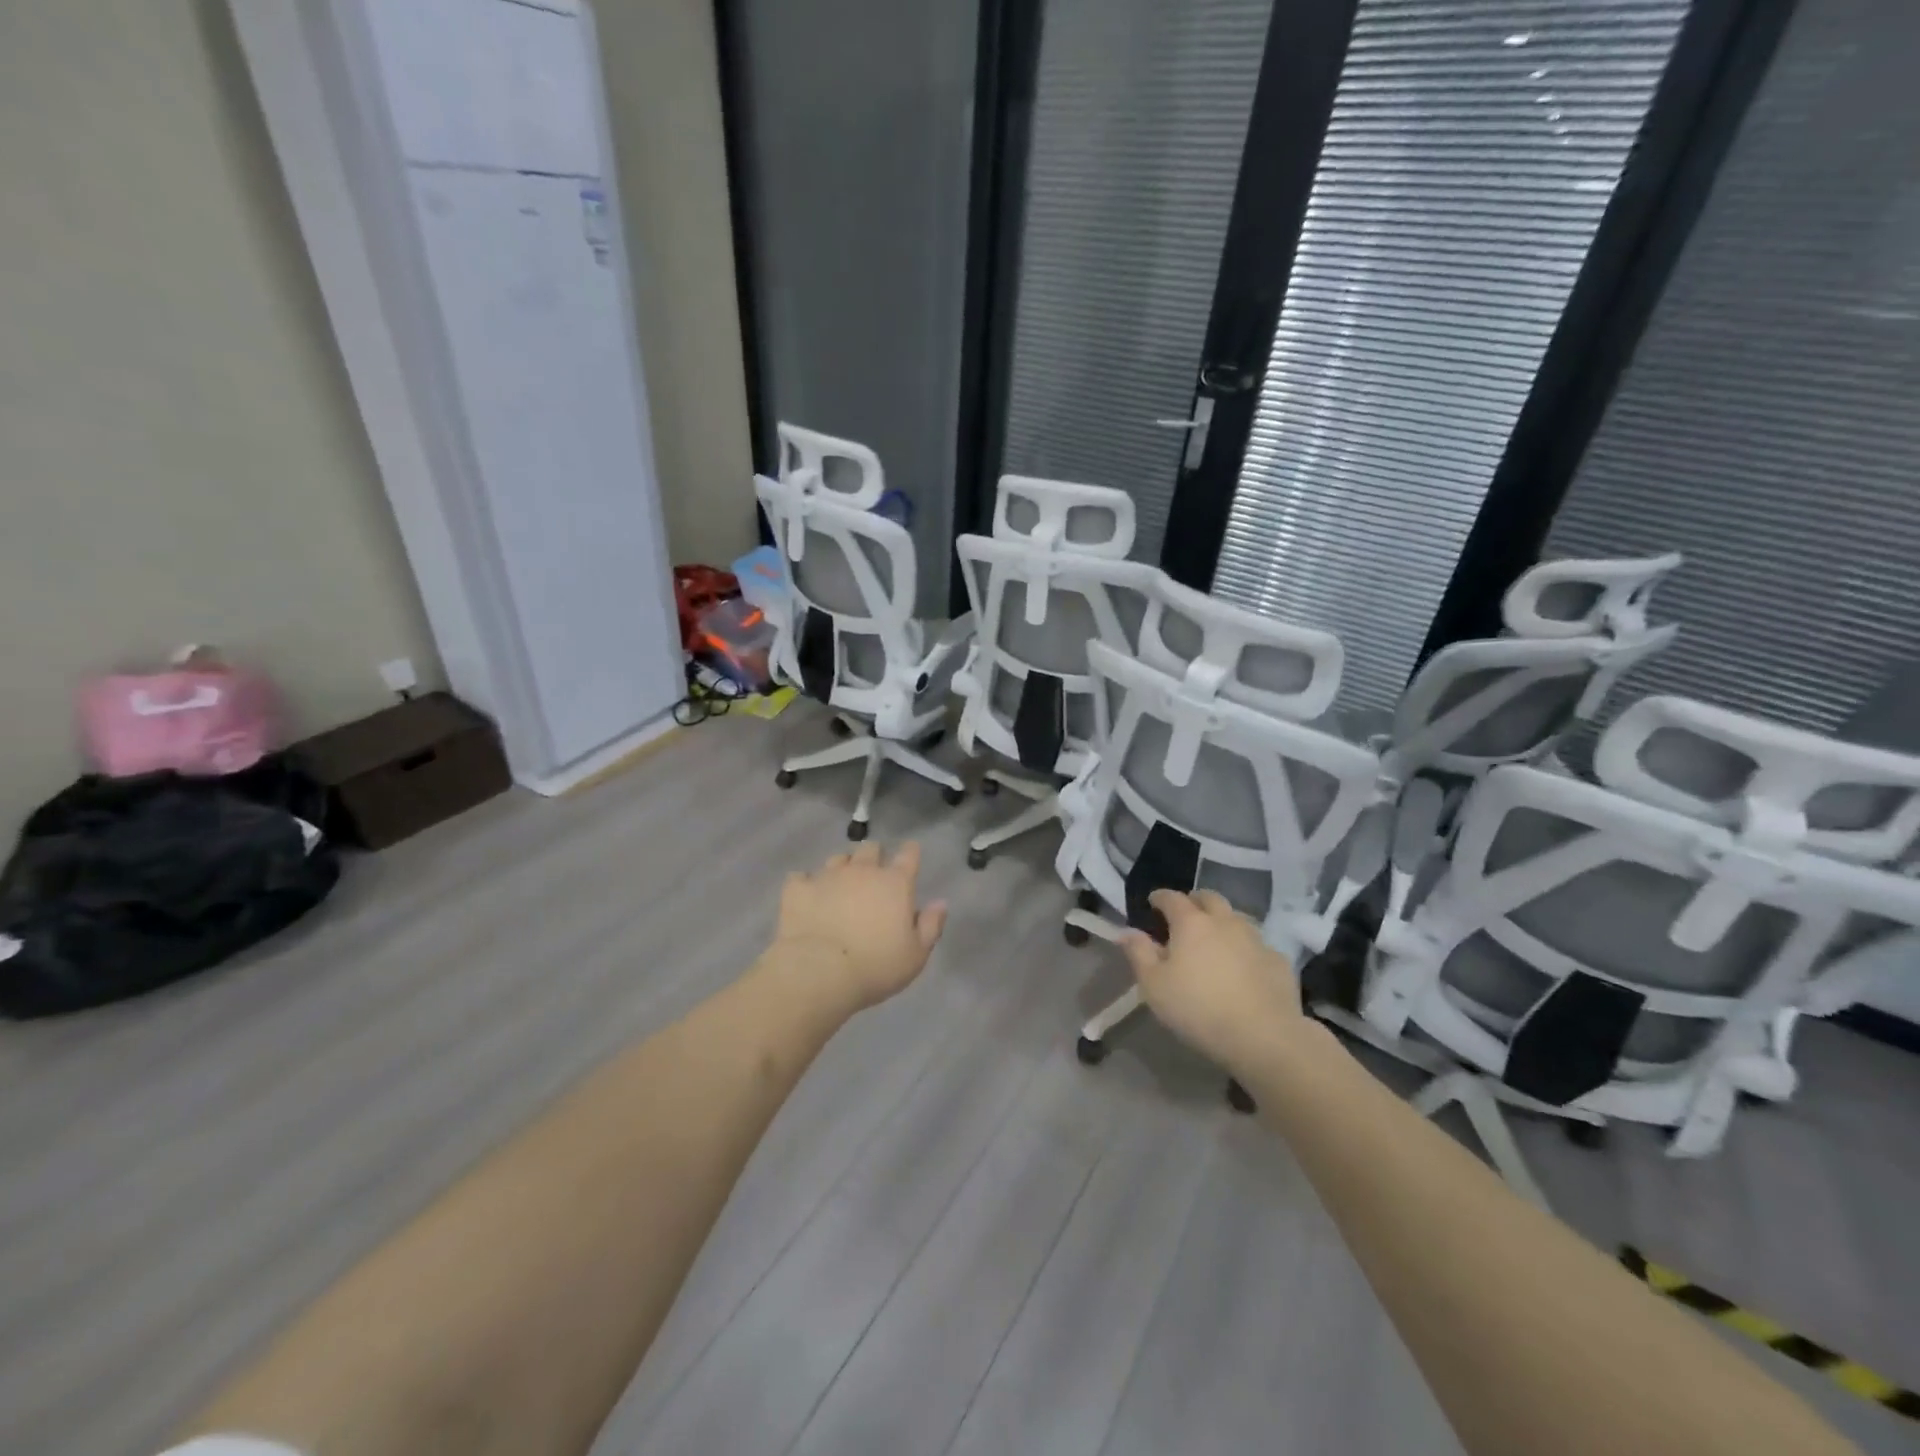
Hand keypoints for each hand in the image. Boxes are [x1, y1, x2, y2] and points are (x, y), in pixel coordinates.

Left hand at [770, 842, 947, 1011]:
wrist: (819, 973)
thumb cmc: (876, 967)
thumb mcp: (915, 955)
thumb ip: (930, 926)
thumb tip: (940, 903)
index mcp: (895, 883)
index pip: (908, 855)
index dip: (910, 852)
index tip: (910, 855)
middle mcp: (862, 871)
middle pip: (870, 849)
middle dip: (874, 857)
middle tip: (873, 876)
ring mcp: (827, 876)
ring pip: (837, 859)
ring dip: (842, 868)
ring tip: (839, 886)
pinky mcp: (798, 889)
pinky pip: (801, 877)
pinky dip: (805, 884)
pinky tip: (805, 897)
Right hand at [1119, 889, 1306, 1075]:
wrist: (1264, 1037)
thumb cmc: (1198, 1009)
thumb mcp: (1154, 985)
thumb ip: (1138, 953)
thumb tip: (1126, 931)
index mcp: (1191, 923)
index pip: (1172, 898)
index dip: (1160, 897)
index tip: (1153, 902)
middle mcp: (1225, 921)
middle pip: (1209, 898)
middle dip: (1194, 901)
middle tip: (1185, 914)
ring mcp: (1256, 939)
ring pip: (1236, 918)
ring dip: (1222, 921)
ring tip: (1214, 939)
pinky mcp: (1278, 961)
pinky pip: (1257, 945)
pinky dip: (1245, 948)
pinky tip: (1243, 966)